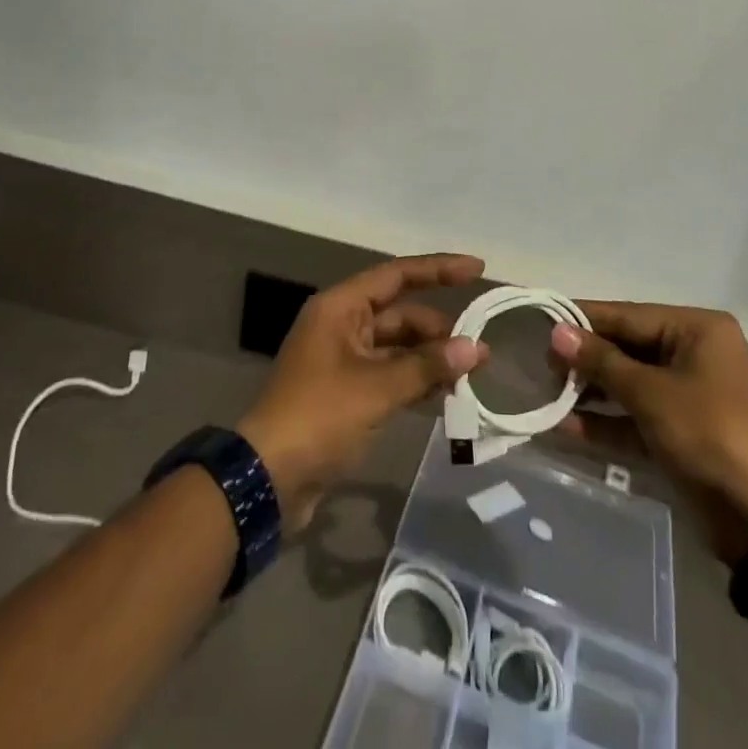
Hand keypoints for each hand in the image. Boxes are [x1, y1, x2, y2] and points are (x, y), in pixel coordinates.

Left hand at [238, 255, 488, 530]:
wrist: (267, 479)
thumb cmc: (319, 416)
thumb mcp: (376, 388)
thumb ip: (427, 366)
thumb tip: (476, 349)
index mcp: (340, 308)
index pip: (397, 275)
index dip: (438, 269)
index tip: (477, 269)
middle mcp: (341, 325)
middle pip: (400, 314)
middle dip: (439, 329)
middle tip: (480, 351)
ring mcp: (342, 360)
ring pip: (397, 347)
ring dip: (430, 358)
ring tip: (471, 374)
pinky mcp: (346, 393)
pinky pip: (389, 374)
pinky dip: (415, 380)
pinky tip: (445, 395)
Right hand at [550, 302, 747, 563]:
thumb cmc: (710, 434)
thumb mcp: (651, 393)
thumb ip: (601, 362)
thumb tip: (556, 332)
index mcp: (695, 330)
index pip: (627, 315)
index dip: (583, 319)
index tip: (540, 320)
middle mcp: (692, 354)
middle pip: (626, 348)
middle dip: (584, 359)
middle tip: (538, 363)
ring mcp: (686, 395)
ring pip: (627, 383)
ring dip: (589, 391)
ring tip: (544, 392)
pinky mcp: (679, 432)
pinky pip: (634, 417)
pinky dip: (604, 423)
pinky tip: (564, 427)